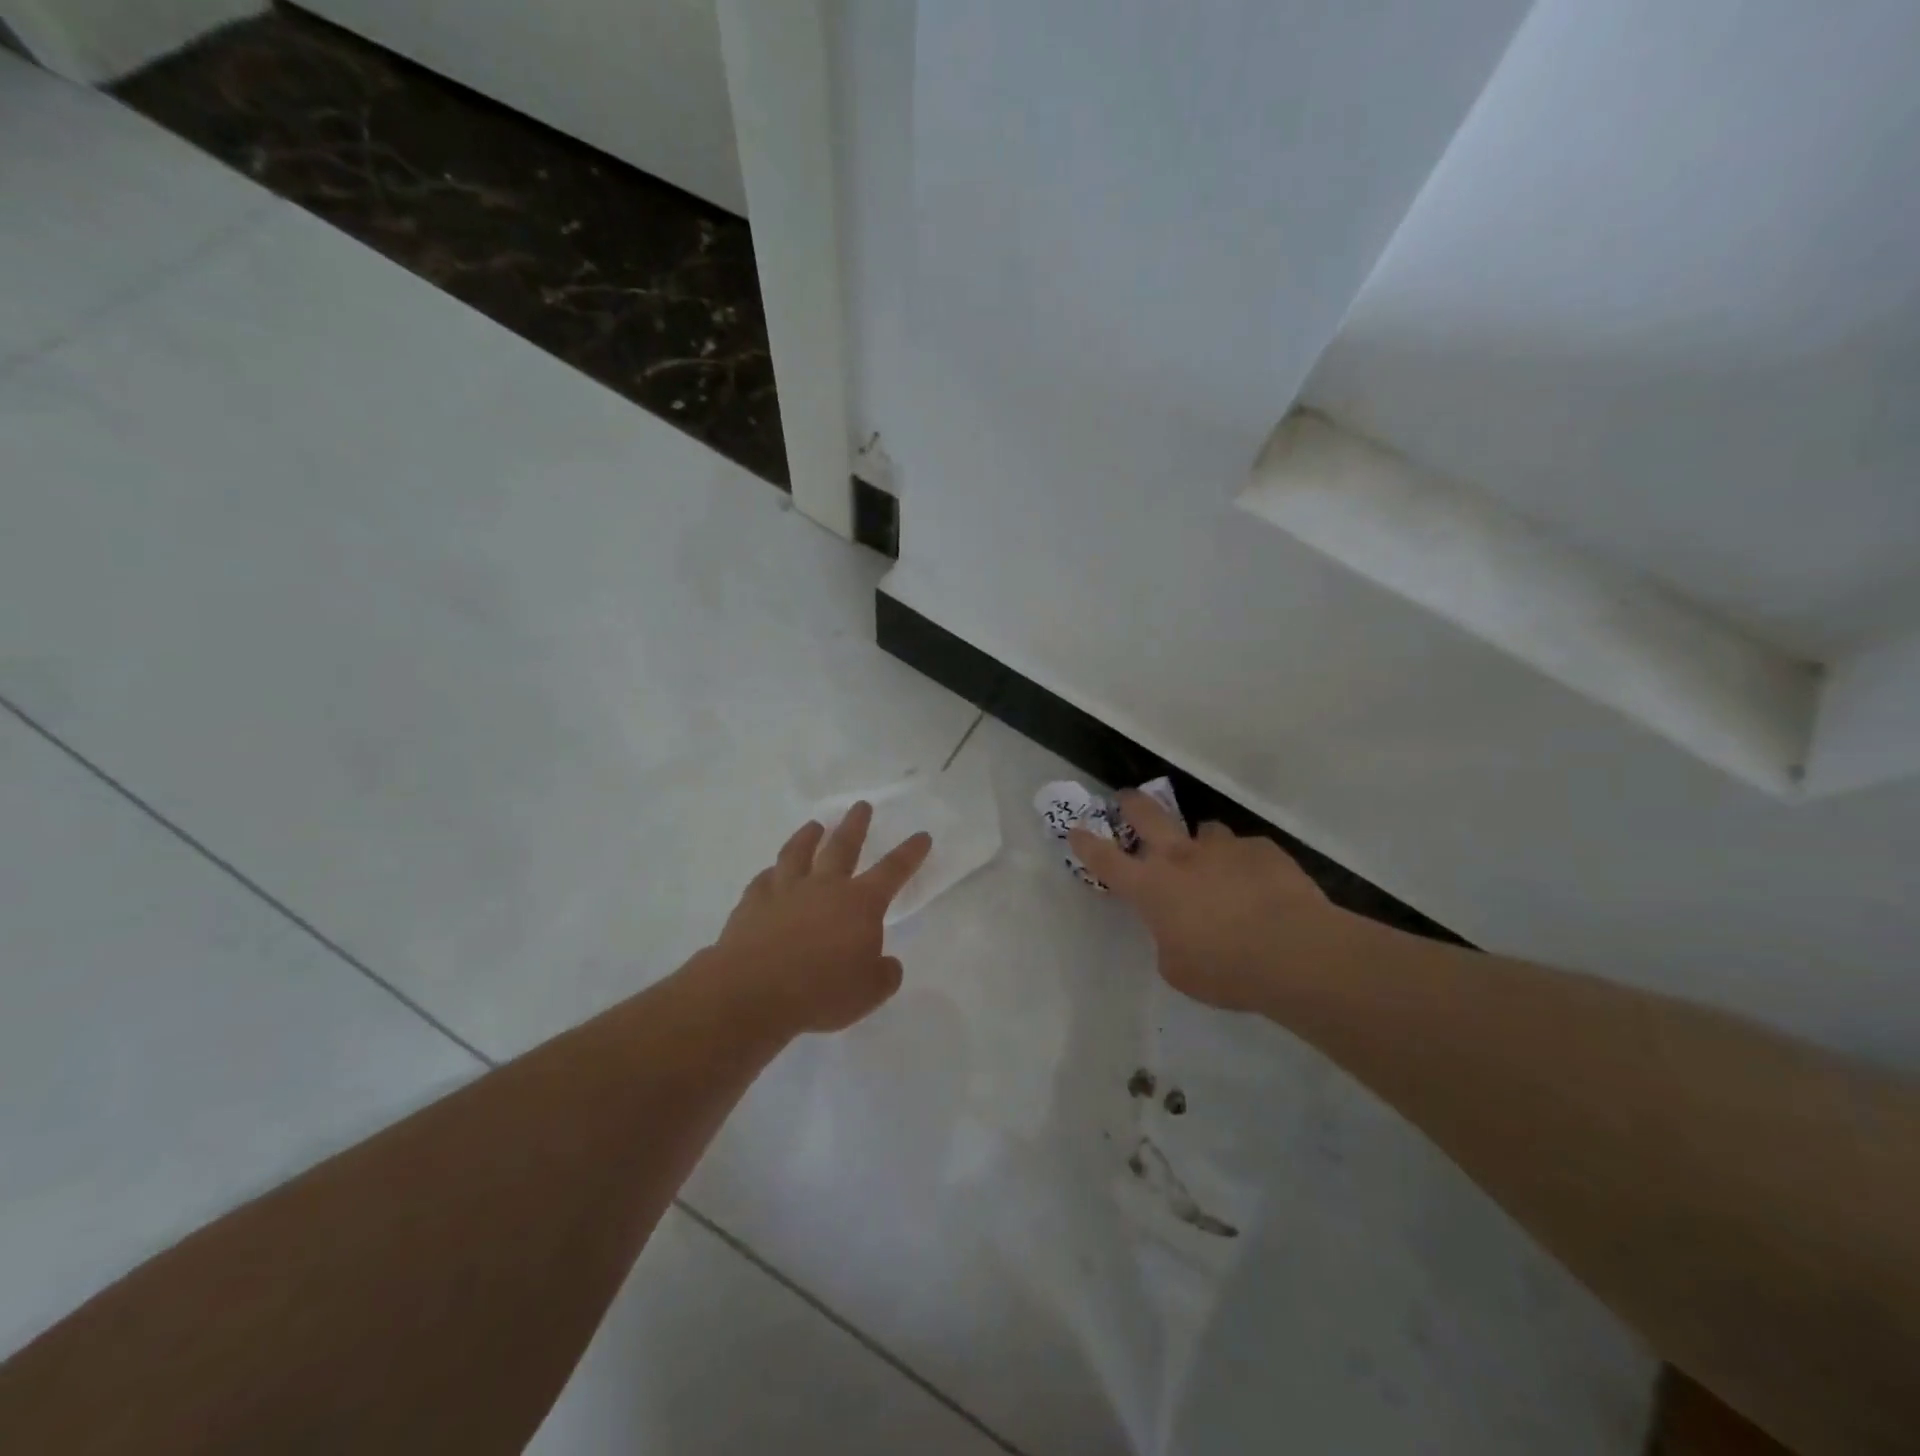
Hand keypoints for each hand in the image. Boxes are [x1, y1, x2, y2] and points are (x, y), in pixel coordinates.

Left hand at [711, 802, 932, 1034]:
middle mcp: (824, 886)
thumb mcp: (869, 992)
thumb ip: (884, 974)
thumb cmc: (820, 991)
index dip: (910, 853)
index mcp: (860, 903)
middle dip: (856, 825)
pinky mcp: (752, 903)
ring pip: (798, 853)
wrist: (753, 992)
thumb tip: (887, 963)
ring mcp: (785, 890)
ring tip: (814, 825)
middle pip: (843, 846)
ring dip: (808, 837)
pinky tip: (771, 872)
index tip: (922, 835)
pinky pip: (764, 879)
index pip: (893, 870)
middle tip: (861, 806)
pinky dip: (771, 873)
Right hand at [1070, 792, 1350, 1012]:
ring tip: (1215, 862)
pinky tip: (1261, 888)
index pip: (1106, 860)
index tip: (1076, 829)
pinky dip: (1245, 865)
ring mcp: (1222, 848)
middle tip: (1127, 798)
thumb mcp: (1179, 970)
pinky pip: (1246, 850)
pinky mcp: (1261, 849)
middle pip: (1147, 815)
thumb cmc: (1225, 970)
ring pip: (1204, 830)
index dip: (1087, 844)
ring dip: (1202, 843)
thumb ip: (1168, 942)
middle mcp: (1181, 857)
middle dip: (1132, 804)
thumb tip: (1176, 930)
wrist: (1293, 951)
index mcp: (1152, 887)